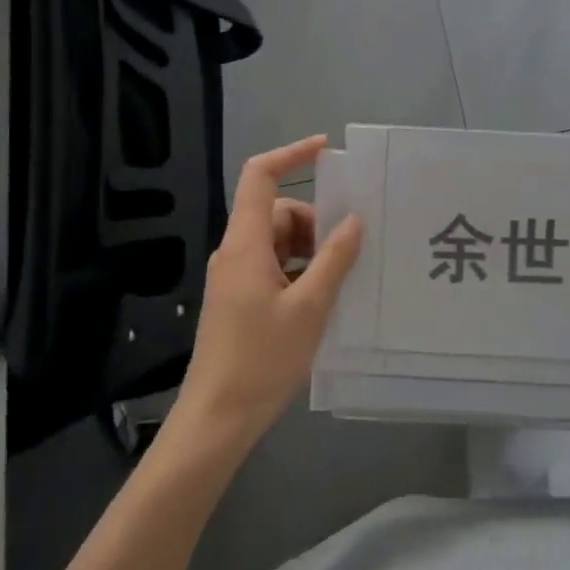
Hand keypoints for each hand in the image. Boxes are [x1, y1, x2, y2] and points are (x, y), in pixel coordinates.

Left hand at [172, 136, 362, 451]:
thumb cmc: (261, 360)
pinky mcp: (237, 300)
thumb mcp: (310, 308)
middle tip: (347, 250)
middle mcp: (235, 252)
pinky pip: (272, 266)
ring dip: (309, 250)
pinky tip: (321, 299)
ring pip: (276, 241)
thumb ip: (334, 259)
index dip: (291, 154)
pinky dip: (298, 270)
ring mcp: (234, 277)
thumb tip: (353, 220)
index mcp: (245, 244)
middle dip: (314, 221)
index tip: (325, 149)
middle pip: (276, 212)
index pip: (260, 176)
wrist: (215, 420)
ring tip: (339, 280)